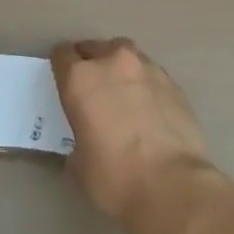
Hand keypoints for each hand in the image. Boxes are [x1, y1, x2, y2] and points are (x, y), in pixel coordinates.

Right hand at [50, 38, 213, 222]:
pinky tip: (148, 108)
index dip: (61, 66)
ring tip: (122, 93)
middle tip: (93, 88)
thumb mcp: (78, 165)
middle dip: (91, 63)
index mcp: (81, 79)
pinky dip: (144, 84)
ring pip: (125, 54)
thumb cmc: (115, 178)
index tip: (63, 79)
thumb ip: (77, 138)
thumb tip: (86, 139)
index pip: (62, 55)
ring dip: (119, 68)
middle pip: (94, 48)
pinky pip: (150, 74)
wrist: (173, 186)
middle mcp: (112, 62)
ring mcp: (146, 68)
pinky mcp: (173, 82)